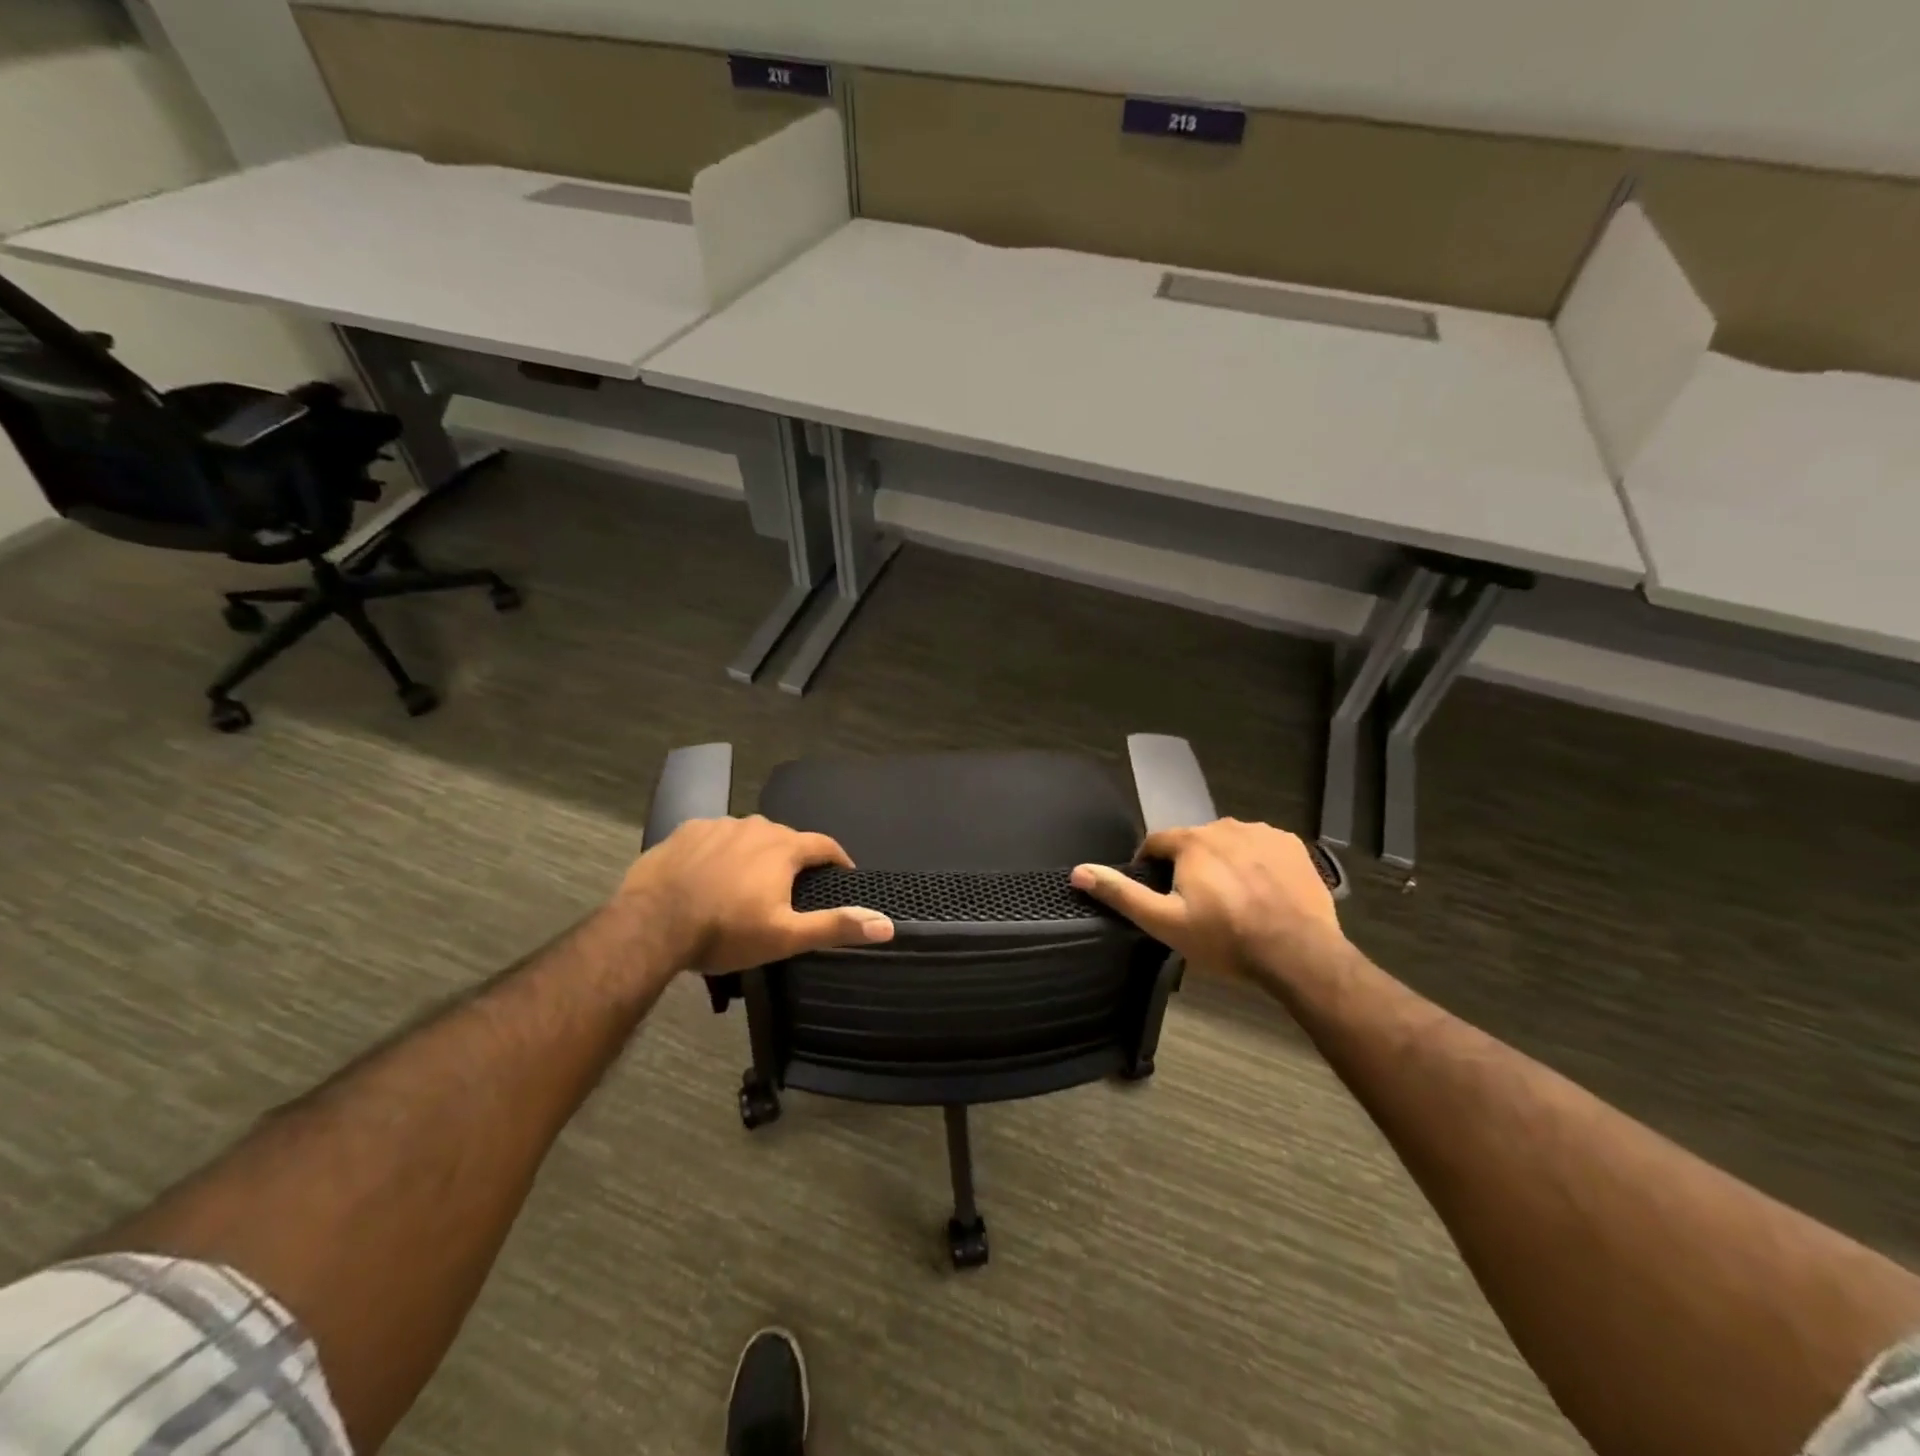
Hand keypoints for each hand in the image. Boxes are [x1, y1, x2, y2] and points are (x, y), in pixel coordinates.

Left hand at [617, 816, 894, 973]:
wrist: (652, 926)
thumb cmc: (726, 932)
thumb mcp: (786, 936)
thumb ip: (835, 926)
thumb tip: (887, 923)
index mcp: (784, 848)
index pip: (824, 845)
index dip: (838, 860)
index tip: (843, 875)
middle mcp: (755, 826)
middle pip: (785, 838)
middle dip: (793, 859)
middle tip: (790, 889)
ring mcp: (717, 825)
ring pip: (748, 835)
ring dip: (755, 853)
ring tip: (747, 882)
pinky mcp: (685, 831)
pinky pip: (714, 837)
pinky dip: (720, 851)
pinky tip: (709, 874)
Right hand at [1069, 819, 1341, 979]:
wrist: (1298, 953)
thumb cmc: (1225, 938)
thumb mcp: (1164, 922)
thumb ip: (1122, 894)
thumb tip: (1078, 872)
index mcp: (1191, 841)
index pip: (1156, 842)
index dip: (1150, 865)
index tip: (1156, 891)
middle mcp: (1225, 826)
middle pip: (1194, 842)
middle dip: (1189, 866)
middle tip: (1196, 903)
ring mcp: (1263, 833)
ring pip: (1229, 843)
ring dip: (1223, 862)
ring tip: (1231, 900)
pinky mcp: (1293, 845)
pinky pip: (1262, 847)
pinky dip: (1256, 863)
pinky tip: (1262, 893)